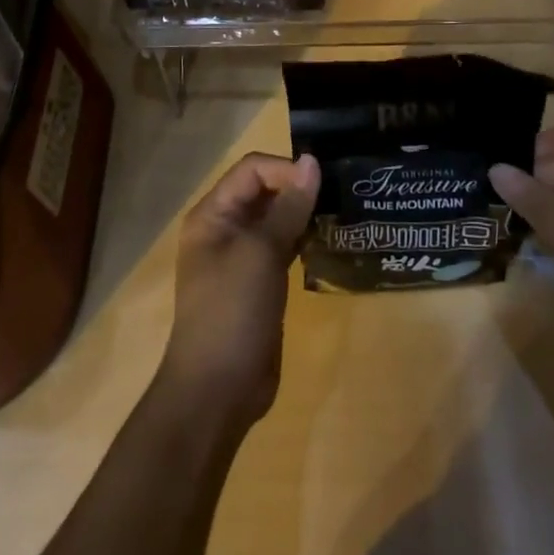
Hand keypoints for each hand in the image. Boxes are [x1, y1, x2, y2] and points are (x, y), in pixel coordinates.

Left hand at [159, 151, 319, 426]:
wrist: (217, 391)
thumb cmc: (232, 311)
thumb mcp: (262, 252)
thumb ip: (289, 206)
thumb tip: (312, 162)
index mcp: (213, 214)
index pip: (253, 170)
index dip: (287, 170)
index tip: (322, 184)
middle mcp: (224, 228)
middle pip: (265, 190)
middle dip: (298, 189)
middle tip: (340, 193)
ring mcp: (242, 257)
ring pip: (277, 219)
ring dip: (304, 214)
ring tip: (340, 213)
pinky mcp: (259, 282)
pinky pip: (283, 246)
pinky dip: (304, 240)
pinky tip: (329, 243)